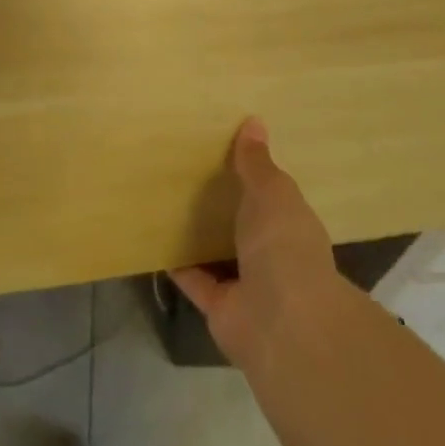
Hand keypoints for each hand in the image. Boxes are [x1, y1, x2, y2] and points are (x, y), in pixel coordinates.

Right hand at [171, 118, 350, 374]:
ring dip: (199, 233)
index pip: (273, 195)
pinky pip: (193, 278)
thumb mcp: (272, 192)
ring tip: (167, 199)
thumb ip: (257, 163)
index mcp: (291, 224)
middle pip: (244, 223)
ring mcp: (247, 283)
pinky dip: (176, 263)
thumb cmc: (284, 245)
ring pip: (219, 251)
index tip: (227, 149)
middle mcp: (272, 253)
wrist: (281, 323)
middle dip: (223, 203)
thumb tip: (254, 122)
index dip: (254, 174)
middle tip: (189, 168)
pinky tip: (153, 237)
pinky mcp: (219, 306)